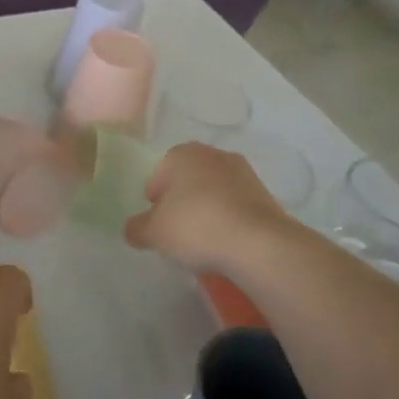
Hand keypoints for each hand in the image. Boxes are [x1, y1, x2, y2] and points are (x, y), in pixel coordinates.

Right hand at [123, 142, 294, 275]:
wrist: (259, 244)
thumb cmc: (196, 227)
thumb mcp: (154, 233)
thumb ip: (137, 228)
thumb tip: (133, 229)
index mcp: (182, 154)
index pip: (159, 174)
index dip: (155, 201)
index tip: (157, 225)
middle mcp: (213, 155)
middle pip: (188, 180)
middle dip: (182, 202)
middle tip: (178, 232)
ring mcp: (243, 173)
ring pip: (214, 192)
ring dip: (207, 210)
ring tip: (204, 241)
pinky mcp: (265, 194)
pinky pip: (236, 206)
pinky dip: (229, 220)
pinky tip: (227, 242)